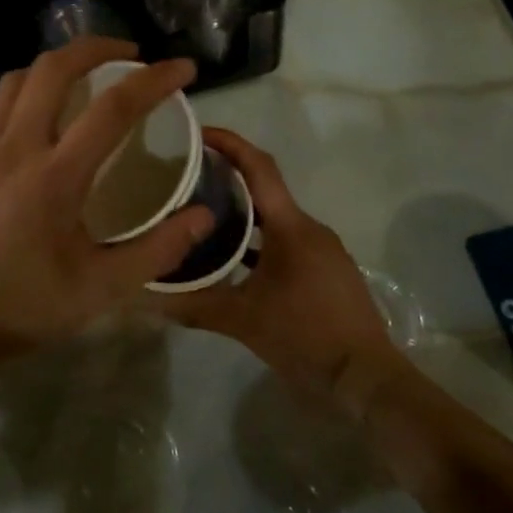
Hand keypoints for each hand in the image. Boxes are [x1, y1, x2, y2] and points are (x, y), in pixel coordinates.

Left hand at [0, 39, 214, 363]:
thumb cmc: (24, 307)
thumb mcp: (102, 289)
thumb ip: (158, 250)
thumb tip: (204, 216)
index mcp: (55, 176)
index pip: (113, 108)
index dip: (154, 80)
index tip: (183, 67)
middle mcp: (14, 149)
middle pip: (52, 68)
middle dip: (95, 47)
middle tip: (128, 55)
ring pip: (15, 81)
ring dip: (53, 68)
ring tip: (82, 80)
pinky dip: (24, 102)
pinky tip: (37, 133)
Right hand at [162, 129, 395, 401]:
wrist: (367, 379)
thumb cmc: (306, 337)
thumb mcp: (242, 321)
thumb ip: (193, 305)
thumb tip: (146, 297)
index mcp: (291, 227)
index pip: (259, 167)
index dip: (229, 144)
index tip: (196, 133)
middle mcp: (309, 228)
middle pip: (264, 189)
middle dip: (226, 179)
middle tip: (185, 179)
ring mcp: (321, 250)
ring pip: (274, 218)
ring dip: (240, 213)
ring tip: (200, 217)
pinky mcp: (325, 271)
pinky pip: (285, 241)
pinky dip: (257, 241)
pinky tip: (232, 260)